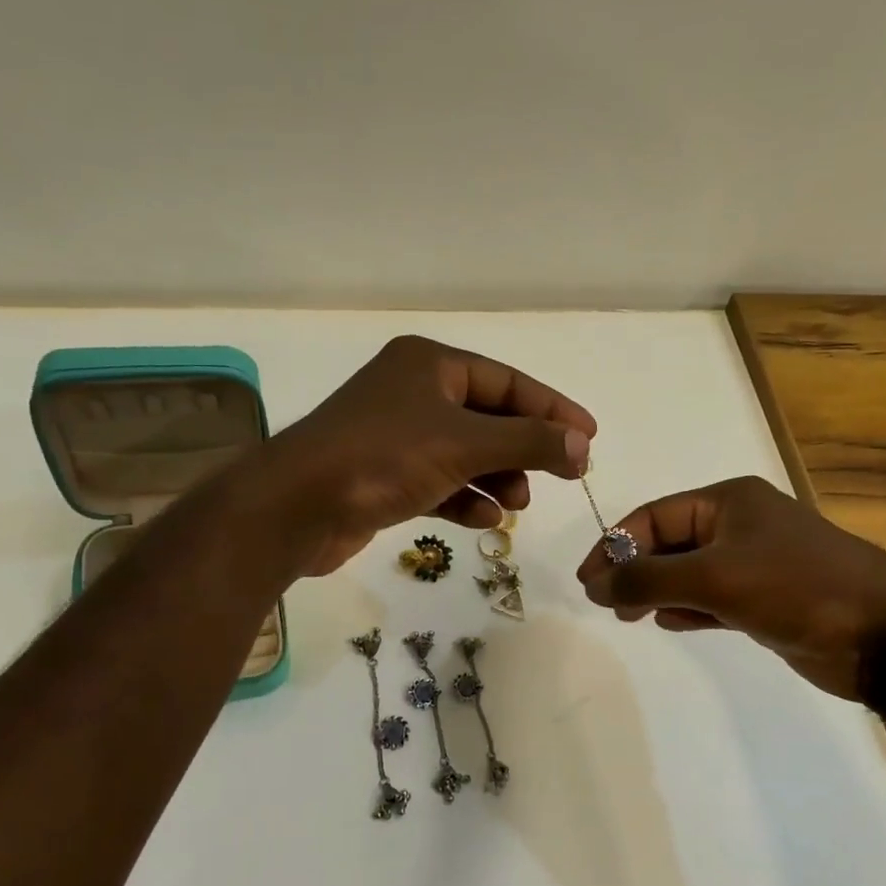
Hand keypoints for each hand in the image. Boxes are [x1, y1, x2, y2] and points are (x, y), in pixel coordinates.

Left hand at [260, 336, 595, 576]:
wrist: (296, 507)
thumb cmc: (384, 458)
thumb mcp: (465, 443)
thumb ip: (529, 441)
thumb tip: (581, 445)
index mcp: (430, 365)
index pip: (507, 381)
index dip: (552, 408)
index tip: (589, 437)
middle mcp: (412, 392)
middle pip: (487, 417)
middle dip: (523, 449)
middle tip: (561, 476)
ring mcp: (395, 435)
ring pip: (464, 452)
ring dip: (497, 477)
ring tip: (518, 505)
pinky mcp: (382, 476)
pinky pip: (439, 481)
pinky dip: (464, 498)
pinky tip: (484, 520)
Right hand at [575, 476, 885, 700]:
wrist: (882, 635)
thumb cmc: (796, 588)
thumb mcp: (715, 577)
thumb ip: (648, 579)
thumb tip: (594, 585)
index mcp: (727, 501)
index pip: (653, 516)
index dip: (615, 545)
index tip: (588, 582)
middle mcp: (737, 525)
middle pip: (667, 543)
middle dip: (635, 570)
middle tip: (608, 604)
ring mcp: (752, 563)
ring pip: (687, 573)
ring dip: (657, 591)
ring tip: (631, 616)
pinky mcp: (763, 599)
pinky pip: (710, 598)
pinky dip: (687, 608)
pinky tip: (668, 622)